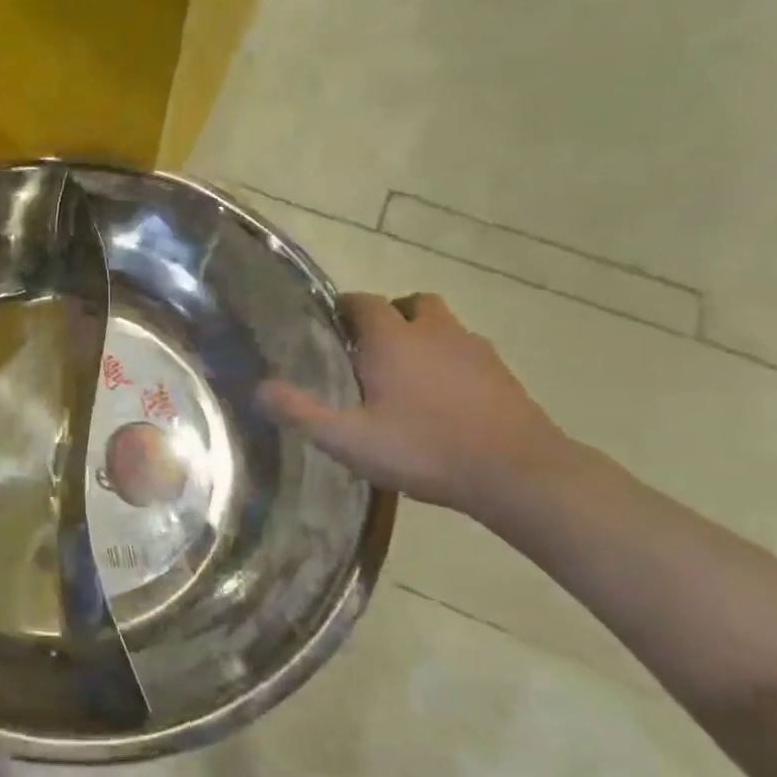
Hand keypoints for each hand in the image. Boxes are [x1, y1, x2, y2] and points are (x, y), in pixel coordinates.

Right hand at [258, 292, 572, 517]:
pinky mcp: (502, 373)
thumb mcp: (349, 439)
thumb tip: (259, 388)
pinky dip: (452, 362)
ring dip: (423, 337)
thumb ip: (301, 413)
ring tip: (408, 375)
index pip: (363, 302)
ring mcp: (474, 349)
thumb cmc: (424, 450)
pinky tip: (445, 400)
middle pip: (410, 304)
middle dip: (389, 317)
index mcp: (392, 339)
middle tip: (371, 351)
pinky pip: (468, 352)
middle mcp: (433, 332)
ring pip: (443, 326)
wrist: (517, 473)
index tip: (331, 329)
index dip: (344, 309)